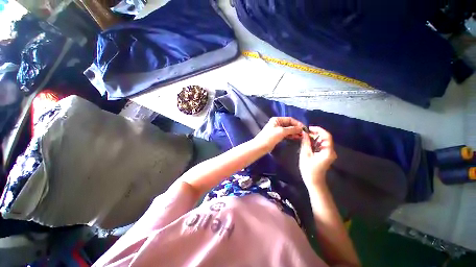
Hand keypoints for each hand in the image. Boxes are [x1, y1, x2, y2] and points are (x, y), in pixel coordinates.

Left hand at [253, 117, 303, 150]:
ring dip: (294, 132)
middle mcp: (277, 123)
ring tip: (302, 136)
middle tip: (304, 133)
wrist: (261, 146)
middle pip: (289, 124)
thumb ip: (292, 129)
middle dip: (296, 128)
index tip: (304, 128)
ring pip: (288, 130)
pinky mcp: (277, 136)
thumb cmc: (270, 137)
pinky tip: (296, 138)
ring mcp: (277, 130)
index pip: (290, 119)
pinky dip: (291, 136)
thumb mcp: (281, 131)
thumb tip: (301, 128)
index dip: (297, 123)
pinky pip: (286, 134)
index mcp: (277, 119)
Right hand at [299, 126, 336, 186]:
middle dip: (315, 133)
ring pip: (323, 141)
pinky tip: (307, 142)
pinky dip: (315, 142)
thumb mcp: (305, 154)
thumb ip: (305, 142)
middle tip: (304, 132)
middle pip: (325, 138)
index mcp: (328, 151)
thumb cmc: (309, 169)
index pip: (327, 136)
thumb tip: (304, 133)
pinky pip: (321, 145)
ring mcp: (329, 153)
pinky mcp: (326, 155)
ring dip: (314, 137)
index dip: (318, 129)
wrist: (314, 181)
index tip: (308, 128)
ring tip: (304, 136)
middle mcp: (331, 151)